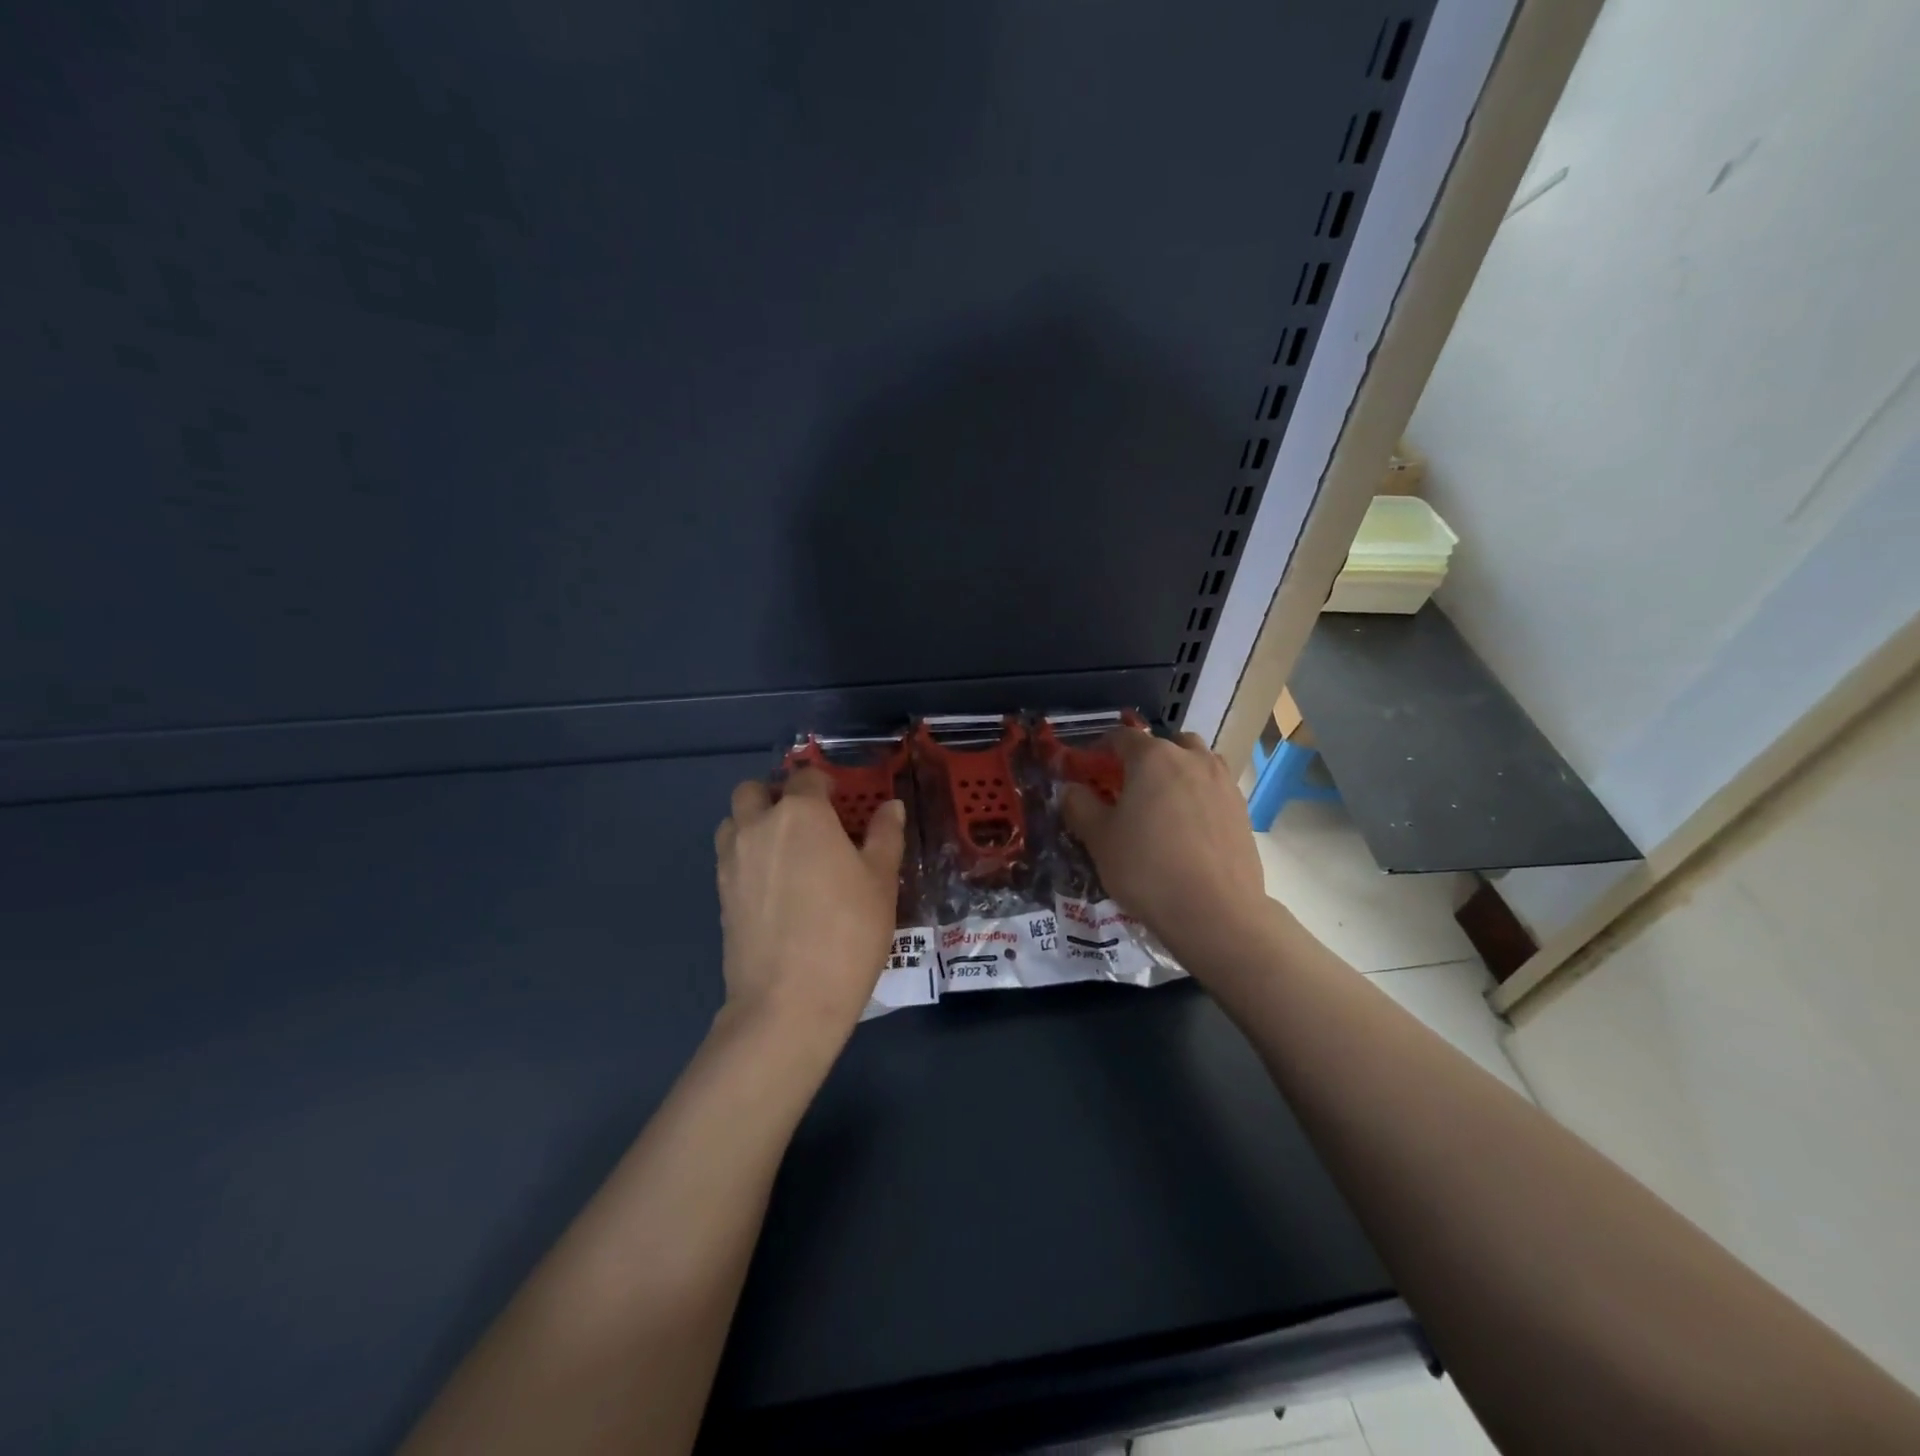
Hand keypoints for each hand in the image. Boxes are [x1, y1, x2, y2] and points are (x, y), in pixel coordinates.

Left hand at [713, 768, 905, 1048]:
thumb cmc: (848, 932)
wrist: (789, 1001)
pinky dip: (746, 856)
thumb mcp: (881, 881)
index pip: (807, 777)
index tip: (841, 803)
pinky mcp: (720, 894)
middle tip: (806, 821)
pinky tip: (774, 886)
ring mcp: (732, 860)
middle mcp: (758, 826)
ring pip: (733, 821)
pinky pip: (729, 857)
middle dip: (776, 795)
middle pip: (754, 790)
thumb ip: (885, 836)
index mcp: (801, 813)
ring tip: (784, 851)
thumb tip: (891, 806)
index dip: (825, 784)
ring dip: (753, 822)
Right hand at [1062, 728, 1271, 968]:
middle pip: (1163, 744)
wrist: (1216, 912)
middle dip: (1143, 759)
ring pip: (1195, 762)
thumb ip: (1079, 805)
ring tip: (1162, 804)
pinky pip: (1213, 789)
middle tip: (1128, 788)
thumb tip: (1071, 789)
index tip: (1089, 769)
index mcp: (1152, 757)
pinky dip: (1198, 796)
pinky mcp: (1242, 809)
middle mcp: (1192, 758)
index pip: (1121, 737)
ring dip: (1176, 772)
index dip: (1101, 749)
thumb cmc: (1147, 868)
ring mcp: (1223, 782)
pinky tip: (1188, 828)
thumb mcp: (1099, 838)